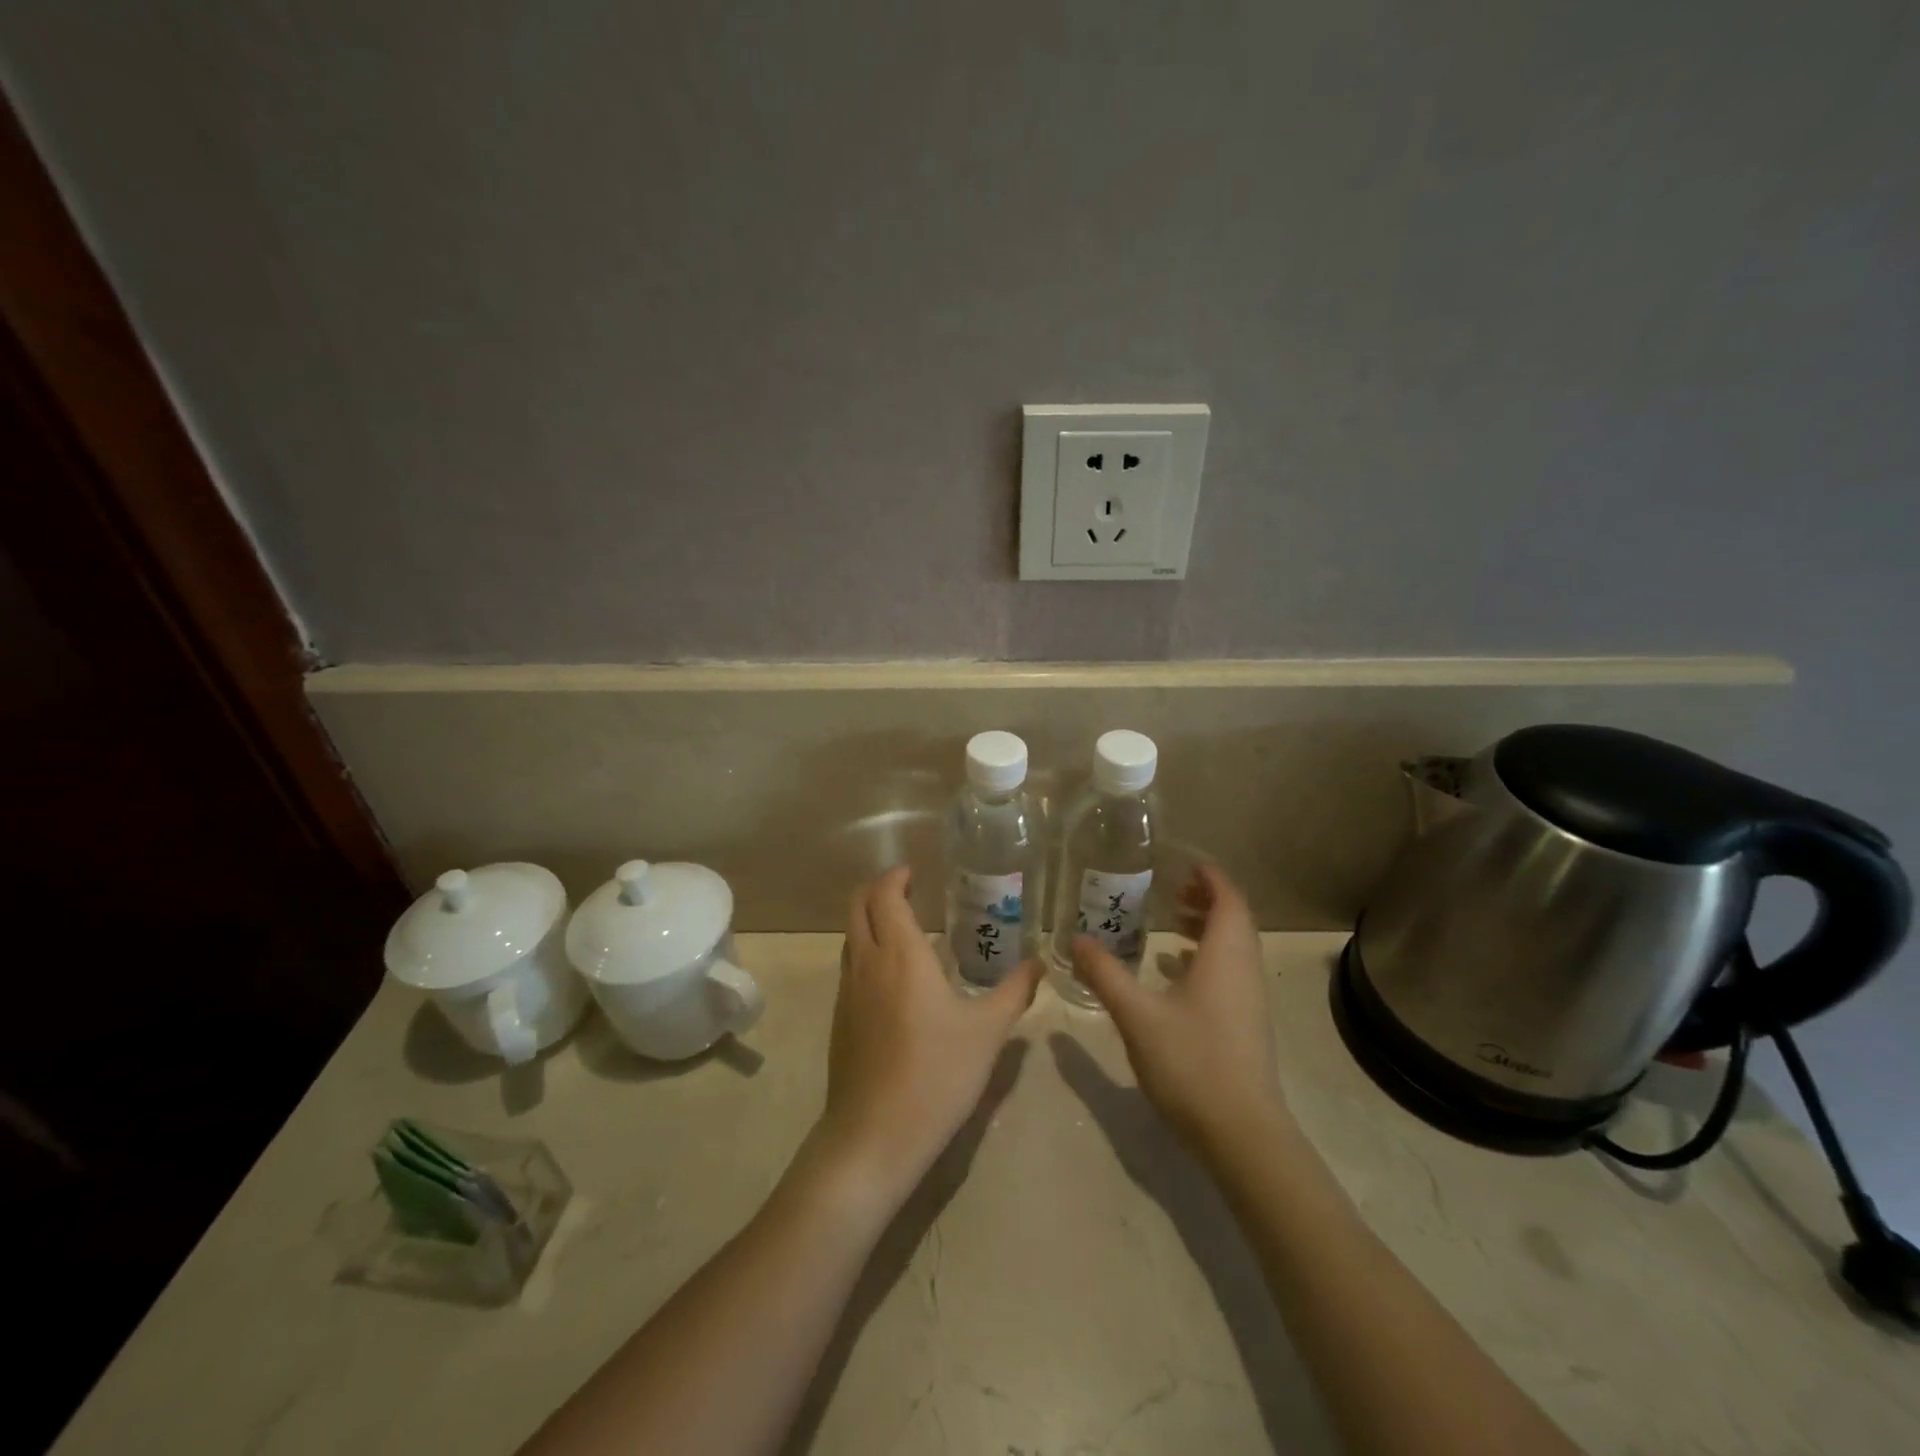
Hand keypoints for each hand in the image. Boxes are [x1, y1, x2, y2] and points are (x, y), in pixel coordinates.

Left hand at [809, 867, 1042, 1208]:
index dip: (895, 877)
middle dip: (877, 889)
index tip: (913, 872)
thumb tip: (1038, 964)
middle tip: (907, 890)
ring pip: (850, 937)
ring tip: (904, 928)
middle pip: (857, 906)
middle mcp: (867, 963)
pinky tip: (894, 979)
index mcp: (900, 955)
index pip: (885, 895)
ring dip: (870, 920)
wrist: (875, 1135)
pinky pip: (850, 966)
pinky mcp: (840, 1019)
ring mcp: (847, 992)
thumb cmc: (937, 1074)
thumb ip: (1014, 992)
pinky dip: (866, 951)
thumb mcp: (987, 1033)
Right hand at [1071, 863, 1286, 1158]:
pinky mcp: (1245, 1024)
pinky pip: (1228, 972)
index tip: (1182, 863)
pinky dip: (1204, 958)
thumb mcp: (1137, 1014)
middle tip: (1168, 889)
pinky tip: (1171, 972)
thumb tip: (1075, 939)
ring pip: (1232, 947)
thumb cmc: (1192, 1062)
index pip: (1229, 898)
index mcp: (1226, 955)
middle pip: (1233, 919)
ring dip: (1204, 928)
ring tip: (1167, 922)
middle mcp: (1244, 970)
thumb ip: (1105, 974)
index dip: (1210, 876)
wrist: (1242, 1134)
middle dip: (1204, 898)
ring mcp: (1249, 999)